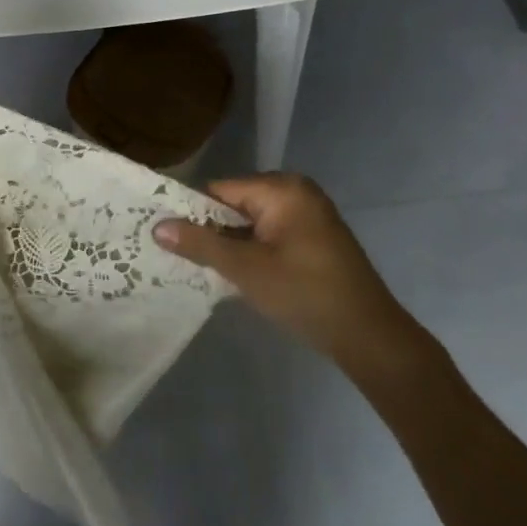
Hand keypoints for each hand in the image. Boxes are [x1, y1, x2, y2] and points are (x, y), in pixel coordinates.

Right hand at [155, 174, 426, 382]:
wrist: (370, 337)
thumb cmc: (305, 294)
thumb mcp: (246, 269)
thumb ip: (201, 243)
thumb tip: (157, 225)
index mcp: (282, 188)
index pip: (220, 191)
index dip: (193, 213)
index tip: (168, 238)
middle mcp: (296, 192)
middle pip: (235, 205)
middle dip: (212, 231)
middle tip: (183, 258)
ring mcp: (309, 215)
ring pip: (251, 223)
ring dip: (231, 245)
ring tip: (203, 268)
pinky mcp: (315, 239)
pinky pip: (270, 235)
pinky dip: (253, 252)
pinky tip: (237, 276)